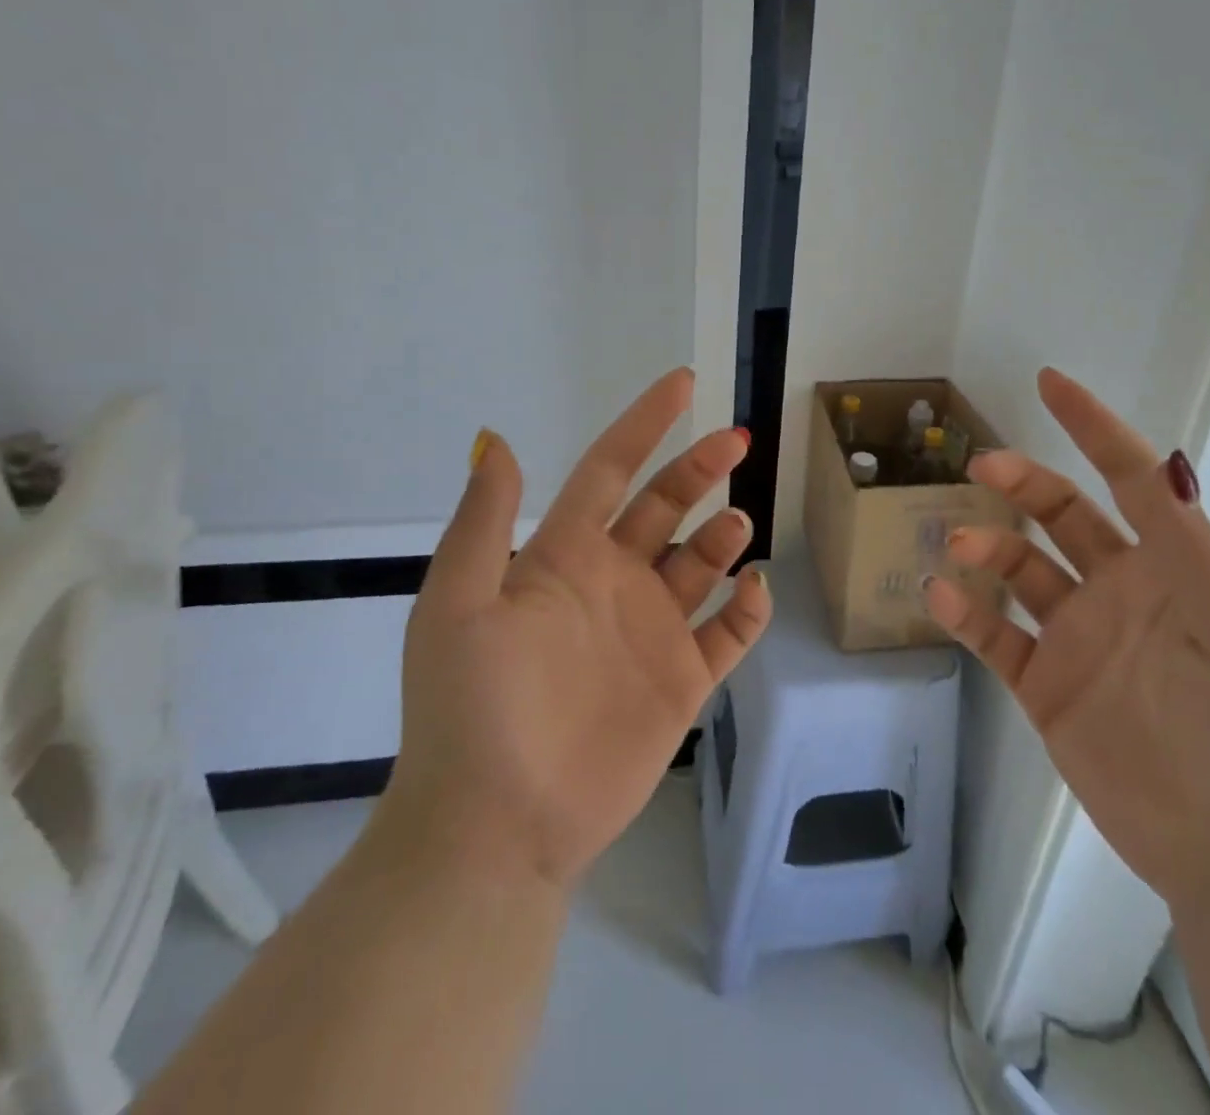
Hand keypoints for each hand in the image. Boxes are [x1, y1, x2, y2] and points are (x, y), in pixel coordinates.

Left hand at [376, 368, 770, 887]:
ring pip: (702, 563)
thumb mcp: (457, 605)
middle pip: (667, 507)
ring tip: (734, 524)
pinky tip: (752, 589)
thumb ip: (484, 522)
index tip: (683, 383)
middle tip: (736, 441)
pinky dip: (748, 608)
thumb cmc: (473, 709)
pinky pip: (727, 634)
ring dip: (723, 534)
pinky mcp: (682, 682)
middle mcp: (613, 584)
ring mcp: (651, 632)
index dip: (644, 424)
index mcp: (563, 558)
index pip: (610, 471)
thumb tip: (497, 438)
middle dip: (700, 468)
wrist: (498, 827)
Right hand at [925, 368, 1209, 913]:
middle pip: (1060, 516)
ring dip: (986, 548)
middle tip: (979, 469)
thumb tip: (1159, 464)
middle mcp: (1120, 594)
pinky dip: (966, 614)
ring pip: (1019, 573)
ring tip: (958, 545)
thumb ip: (1192, 549)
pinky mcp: (1047, 690)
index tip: (1050, 384)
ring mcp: (1079, 641)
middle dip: (1021, 484)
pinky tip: (943, 598)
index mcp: (1172, 570)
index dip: (1093, 429)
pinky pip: (997, 639)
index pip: (1128, 481)